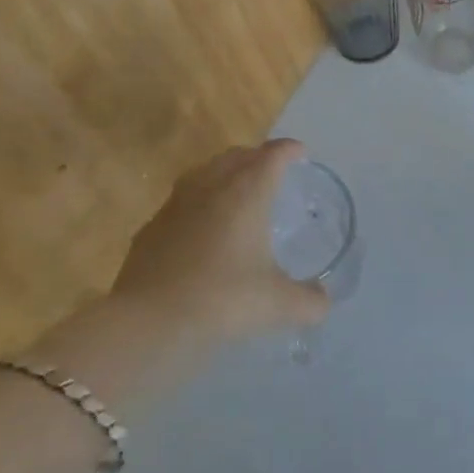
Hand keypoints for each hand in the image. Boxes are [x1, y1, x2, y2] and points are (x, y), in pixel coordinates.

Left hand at [110, 139, 329, 344]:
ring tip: (235, 192)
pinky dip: (196, 205)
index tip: (300, 154)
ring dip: (223, 174)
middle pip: (236, 155)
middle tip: (271, 171)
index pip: (273, 156)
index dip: (289, 150)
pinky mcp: (151, 228)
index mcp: (247, 193)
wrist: (149, 322)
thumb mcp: (278, 304)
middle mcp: (211, 187)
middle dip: (256, 157)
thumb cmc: (223, 300)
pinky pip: (180, 203)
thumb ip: (308, 301)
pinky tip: (199, 230)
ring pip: (204, 173)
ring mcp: (176, 205)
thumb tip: (324, 301)